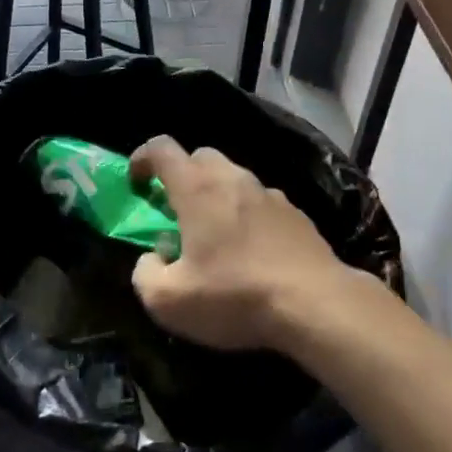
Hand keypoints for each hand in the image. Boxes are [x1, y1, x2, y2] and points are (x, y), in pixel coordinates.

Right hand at [127, 136, 352, 352]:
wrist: (315, 304)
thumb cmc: (235, 296)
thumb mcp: (168, 301)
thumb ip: (146, 274)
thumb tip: (153, 258)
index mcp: (197, 188)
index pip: (161, 148)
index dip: (142, 158)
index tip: (136, 183)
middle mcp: (233, 178)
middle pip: (201, 157)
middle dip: (182, 176)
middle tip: (176, 211)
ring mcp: (269, 193)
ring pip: (234, 178)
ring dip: (217, 197)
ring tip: (216, 236)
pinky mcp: (296, 213)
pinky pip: (261, 203)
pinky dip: (247, 216)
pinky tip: (252, 252)